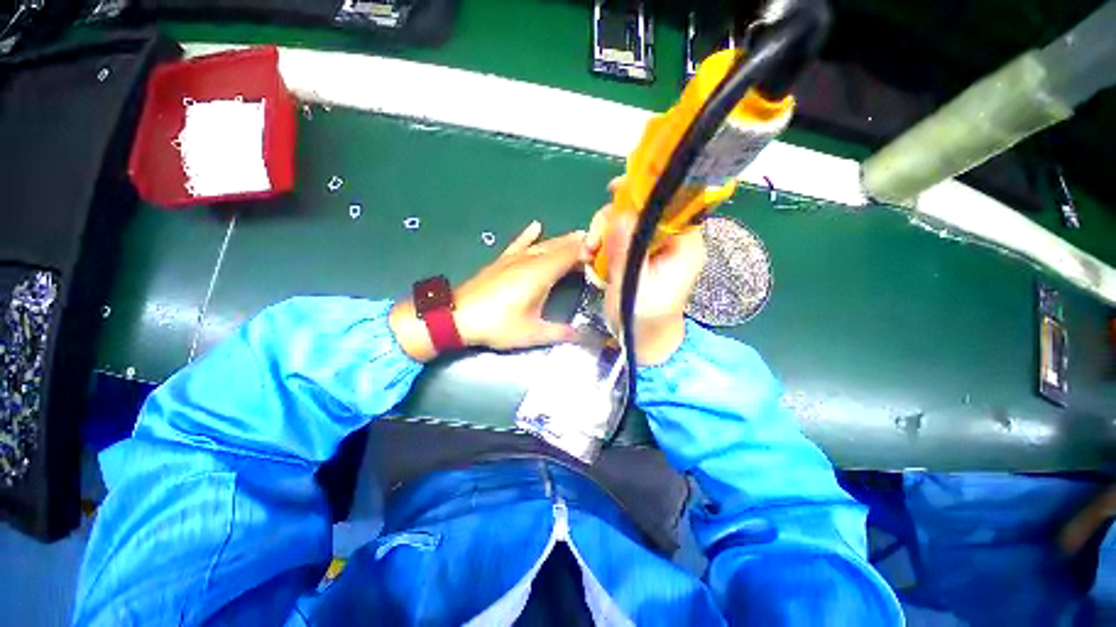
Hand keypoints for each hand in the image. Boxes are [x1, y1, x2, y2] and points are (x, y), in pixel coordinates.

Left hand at [391, 221, 584, 360]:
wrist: (457, 316)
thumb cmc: (497, 325)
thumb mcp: (532, 333)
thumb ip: (560, 333)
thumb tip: (584, 336)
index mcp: (541, 273)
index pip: (570, 255)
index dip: (588, 252)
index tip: (604, 253)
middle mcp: (530, 260)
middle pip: (559, 247)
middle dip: (579, 245)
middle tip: (598, 244)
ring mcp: (514, 258)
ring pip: (544, 244)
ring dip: (562, 240)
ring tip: (579, 235)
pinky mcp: (502, 261)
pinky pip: (519, 244)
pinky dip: (529, 235)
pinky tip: (536, 225)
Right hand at [584, 180, 705, 365]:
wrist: (642, 339)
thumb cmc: (643, 320)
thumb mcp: (633, 286)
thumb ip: (626, 251)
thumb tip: (618, 215)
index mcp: (683, 246)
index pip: (672, 203)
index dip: (645, 191)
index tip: (615, 190)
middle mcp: (672, 240)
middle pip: (642, 208)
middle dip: (613, 219)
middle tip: (593, 242)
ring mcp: (654, 246)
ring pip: (627, 220)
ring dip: (603, 231)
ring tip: (590, 254)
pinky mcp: (639, 253)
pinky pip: (619, 235)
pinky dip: (603, 241)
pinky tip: (594, 257)